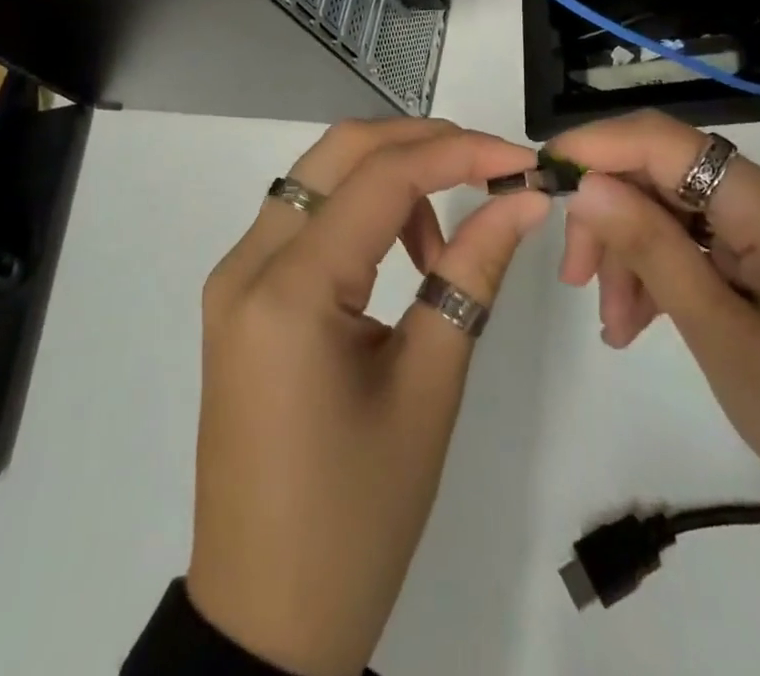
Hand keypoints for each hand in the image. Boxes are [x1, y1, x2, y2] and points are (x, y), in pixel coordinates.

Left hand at [188, 119, 549, 675]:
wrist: (266, 617)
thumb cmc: (357, 517)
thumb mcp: (429, 388)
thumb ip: (472, 274)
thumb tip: (524, 199)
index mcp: (288, 289)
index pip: (383, 177)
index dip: (460, 152)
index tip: (524, 160)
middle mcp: (247, 261)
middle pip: (339, 152)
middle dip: (420, 143)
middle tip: (489, 170)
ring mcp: (235, 276)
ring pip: (319, 178)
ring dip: (388, 177)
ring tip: (441, 241)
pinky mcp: (241, 296)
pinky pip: (304, 218)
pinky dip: (358, 211)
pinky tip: (396, 258)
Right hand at [550, 111, 759, 671]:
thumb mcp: (721, 336)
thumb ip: (651, 249)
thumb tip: (586, 182)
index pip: (662, 140)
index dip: (594, 146)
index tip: (539, 177)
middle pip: (664, 174)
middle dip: (611, 218)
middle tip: (574, 280)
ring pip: (677, 210)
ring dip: (634, 254)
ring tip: (616, 326)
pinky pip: (703, 241)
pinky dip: (666, 271)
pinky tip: (644, 321)